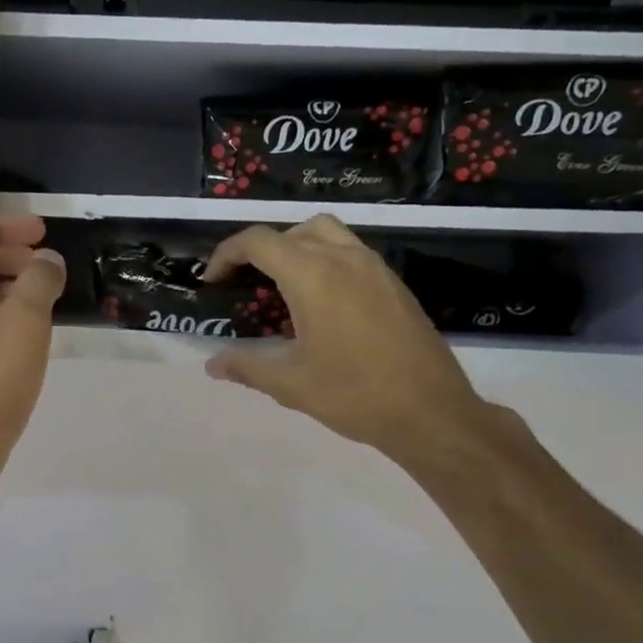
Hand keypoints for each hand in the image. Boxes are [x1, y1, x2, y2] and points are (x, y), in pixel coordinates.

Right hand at [202, 216, 502, 467]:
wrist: (429, 411)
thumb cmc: (354, 394)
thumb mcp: (290, 384)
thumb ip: (246, 367)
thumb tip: (213, 364)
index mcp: (313, 275)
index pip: (259, 242)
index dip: (227, 254)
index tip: (213, 282)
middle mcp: (345, 258)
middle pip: (294, 231)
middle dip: (262, 250)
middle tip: (247, 285)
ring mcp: (375, 268)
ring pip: (328, 235)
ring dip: (298, 249)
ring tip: (284, 290)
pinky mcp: (395, 285)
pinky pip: (352, 254)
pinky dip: (327, 263)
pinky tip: (322, 307)